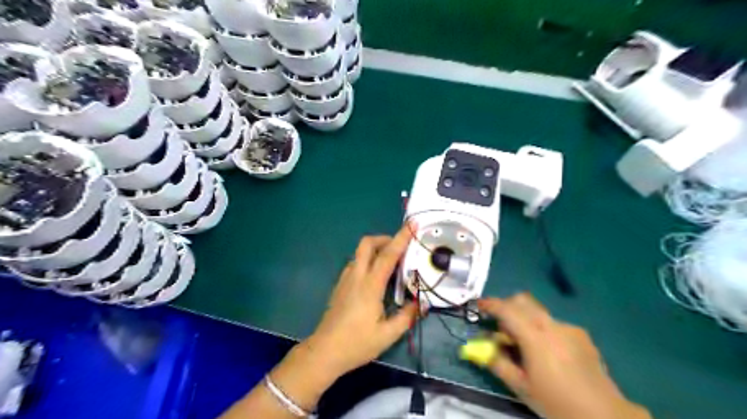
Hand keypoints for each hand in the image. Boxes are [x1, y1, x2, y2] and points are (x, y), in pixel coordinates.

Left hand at [303, 226, 418, 378]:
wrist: (324, 351)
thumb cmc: (357, 344)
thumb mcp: (388, 335)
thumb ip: (406, 317)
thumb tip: (419, 304)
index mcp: (370, 285)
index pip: (388, 255)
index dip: (401, 237)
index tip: (412, 224)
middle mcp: (356, 276)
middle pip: (367, 243)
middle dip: (384, 238)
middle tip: (399, 247)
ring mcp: (345, 279)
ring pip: (360, 252)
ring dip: (375, 249)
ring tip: (390, 263)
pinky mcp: (340, 285)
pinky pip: (355, 263)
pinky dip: (367, 260)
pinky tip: (375, 278)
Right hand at [478, 295, 647, 418]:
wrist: (605, 416)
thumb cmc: (556, 403)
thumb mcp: (520, 386)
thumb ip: (497, 361)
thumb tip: (480, 347)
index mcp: (535, 337)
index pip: (507, 310)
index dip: (490, 304)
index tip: (478, 305)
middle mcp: (552, 325)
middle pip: (523, 301)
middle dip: (507, 306)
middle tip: (500, 326)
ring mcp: (569, 328)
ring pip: (538, 311)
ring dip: (524, 318)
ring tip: (524, 344)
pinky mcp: (581, 334)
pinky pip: (553, 323)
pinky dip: (541, 328)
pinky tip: (547, 352)